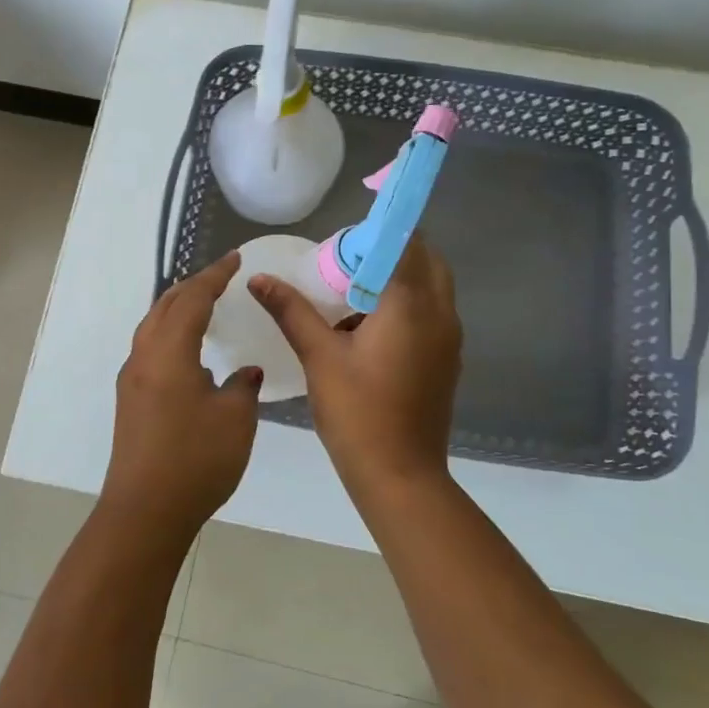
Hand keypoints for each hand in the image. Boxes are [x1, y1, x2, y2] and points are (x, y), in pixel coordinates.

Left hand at [104, 251, 262, 536]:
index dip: (214, 276)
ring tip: (203, 305)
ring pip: (152, 327)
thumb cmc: (195, 460)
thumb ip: (242, 386)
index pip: (192, 299)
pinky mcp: (130, 401)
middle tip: (220, 278)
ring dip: (177, 308)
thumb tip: (243, 372)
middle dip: (193, 286)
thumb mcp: (235, 419)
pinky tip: (188, 351)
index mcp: (169, 352)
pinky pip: (150, 348)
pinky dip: (170, 333)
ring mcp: (132, 380)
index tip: (235, 260)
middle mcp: (143, 357)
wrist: (145, 512)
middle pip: (165, 305)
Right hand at [249, 236, 461, 491]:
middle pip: (426, 260)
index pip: (405, 243)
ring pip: (432, 288)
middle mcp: (440, 314)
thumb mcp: (319, 356)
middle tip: (347, 262)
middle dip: (390, 251)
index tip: (344, 237)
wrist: (401, 475)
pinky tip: (367, 329)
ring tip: (352, 292)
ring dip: (400, 278)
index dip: (377, 232)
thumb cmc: (358, 412)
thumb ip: (291, 311)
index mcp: (411, 305)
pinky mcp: (446, 360)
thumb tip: (259, 278)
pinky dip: (407, 305)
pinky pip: (431, 314)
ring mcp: (449, 339)